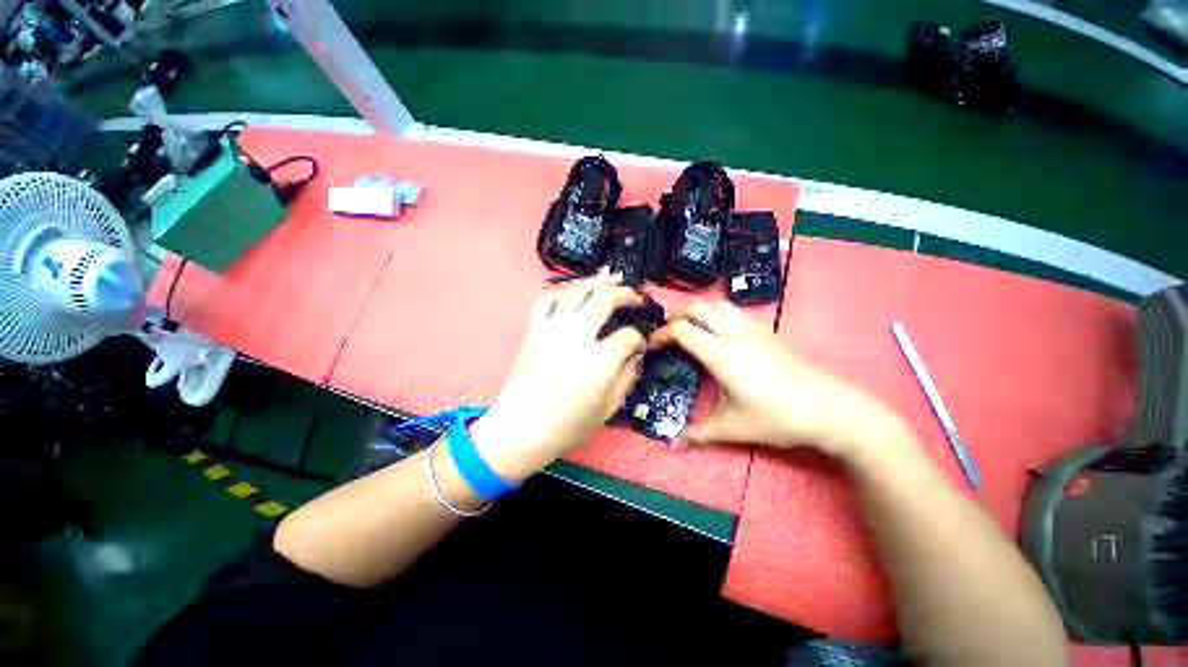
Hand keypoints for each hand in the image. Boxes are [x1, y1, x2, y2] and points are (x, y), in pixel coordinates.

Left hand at [471, 270, 645, 480]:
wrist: (522, 428)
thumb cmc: (569, 424)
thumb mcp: (609, 406)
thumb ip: (628, 375)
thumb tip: (636, 353)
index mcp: (600, 360)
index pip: (628, 336)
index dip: (639, 338)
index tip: (640, 344)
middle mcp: (577, 336)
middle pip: (605, 300)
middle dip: (625, 294)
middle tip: (636, 296)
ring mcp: (552, 329)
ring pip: (577, 292)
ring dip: (597, 281)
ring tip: (611, 276)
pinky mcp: (534, 329)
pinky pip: (547, 300)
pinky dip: (562, 290)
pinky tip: (574, 290)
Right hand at [650, 301, 904, 458]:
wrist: (832, 409)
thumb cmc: (777, 417)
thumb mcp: (732, 428)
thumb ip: (698, 434)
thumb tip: (672, 446)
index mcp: (720, 353)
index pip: (681, 330)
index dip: (661, 335)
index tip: (652, 347)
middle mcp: (734, 333)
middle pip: (697, 307)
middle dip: (676, 315)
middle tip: (667, 333)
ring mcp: (754, 328)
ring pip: (718, 304)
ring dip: (699, 311)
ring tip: (691, 329)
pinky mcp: (769, 331)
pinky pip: (735, 312)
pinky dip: (718, 315)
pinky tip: (721, 335)